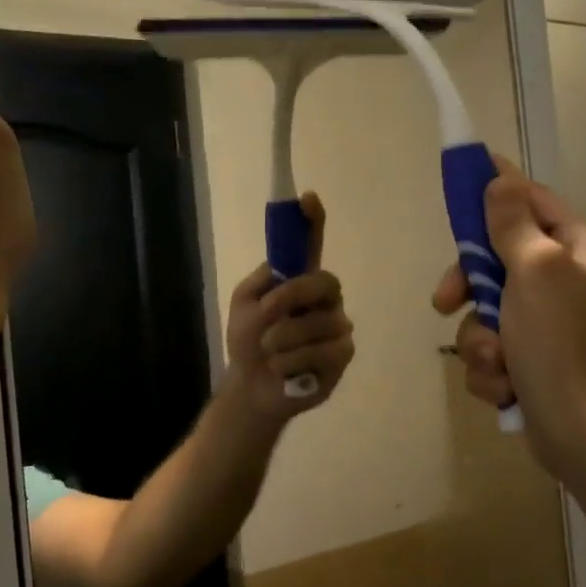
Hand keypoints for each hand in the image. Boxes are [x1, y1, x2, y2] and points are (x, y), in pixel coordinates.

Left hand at [224, 192, 355, 423]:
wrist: (251, 388)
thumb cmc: (248, 344)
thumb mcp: (244, 306)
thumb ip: (260, 282)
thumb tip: (282, 267)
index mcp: (300, 283)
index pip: (312, 247)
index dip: (313, 222)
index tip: (308, 198)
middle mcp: (325, 300)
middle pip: (323, 282)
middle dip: (291, 297)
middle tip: (267, 313)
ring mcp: (337, 328)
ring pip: (318, 323)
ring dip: (282, 339)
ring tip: (269, 353)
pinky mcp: (341, 357)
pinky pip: (321, 351)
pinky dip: (291, 362)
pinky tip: (284, 370)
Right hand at [433, 158, 585, 483]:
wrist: (585, 435)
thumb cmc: (563, 343)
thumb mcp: (537, 270)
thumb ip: (512, 223)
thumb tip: (500, 180)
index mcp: (582, 248)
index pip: (532, 202)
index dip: (495, 192)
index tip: (461, 181)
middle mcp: (569, 280)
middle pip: (498, 261)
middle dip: (471, 289)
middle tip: (445, 302)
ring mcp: (552, 324)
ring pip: (487, 312)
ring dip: (481, 341)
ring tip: (499, 364)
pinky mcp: (535, 362)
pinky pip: (494, 350)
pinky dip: (493, 370)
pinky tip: (507, 388)